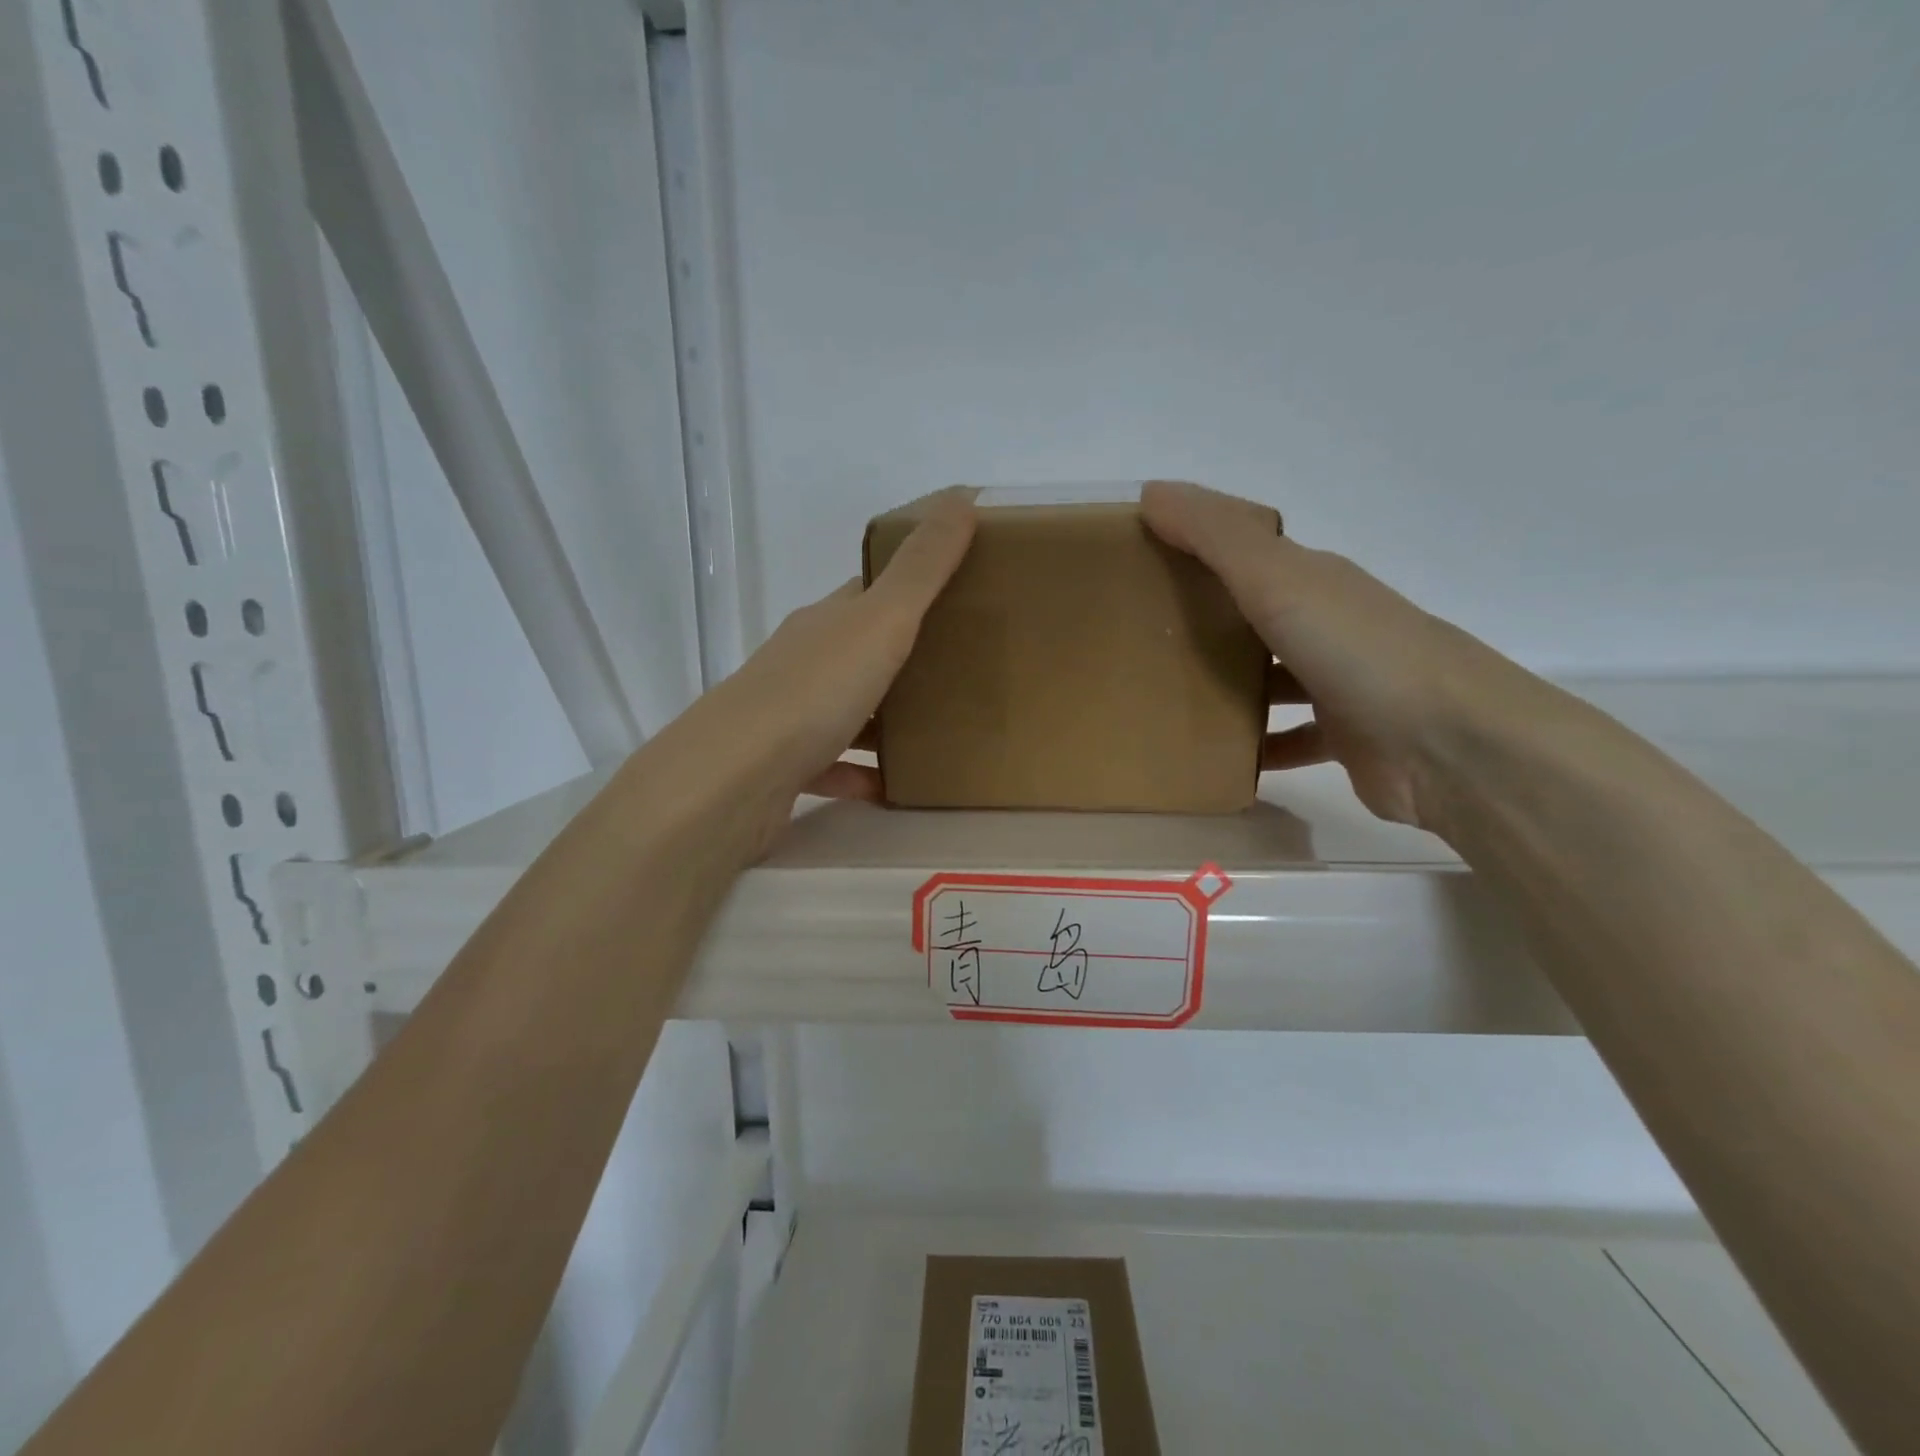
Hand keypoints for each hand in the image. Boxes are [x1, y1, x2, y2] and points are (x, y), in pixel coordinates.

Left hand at [722, 487, 976, 809]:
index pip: (870, 591)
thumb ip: (922, 568)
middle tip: (965, 670)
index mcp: (826, 622)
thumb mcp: (880, 621)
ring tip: (940, 732)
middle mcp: (804, 662)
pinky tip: (895, 787)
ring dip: (887, 721)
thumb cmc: (813, 692)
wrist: (730, 780)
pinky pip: (834, 767)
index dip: (911, 587)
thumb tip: (961, 496)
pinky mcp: (784, 770)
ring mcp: (790, 717)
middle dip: (908, 657)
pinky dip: (864, 775)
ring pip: (849, 711)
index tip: (959, 593)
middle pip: (861, 651)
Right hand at [1142, 480, 1546, 830]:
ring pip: (1270, 677)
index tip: (1137, 560)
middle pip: (1255, 614)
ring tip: (1165, 698)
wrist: (1452, 746)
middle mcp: (1329, 625)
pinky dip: (1256, 746)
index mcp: (1314, 579)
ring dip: (1227, 684)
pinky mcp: (1345, 739)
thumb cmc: (1360, 652)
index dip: (1195, 547)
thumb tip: (1153, 491)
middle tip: (1138, 635)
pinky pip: (1288, 739)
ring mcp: (1340, 684)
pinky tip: (1216, 757)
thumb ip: (1217, 537)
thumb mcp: (1279, 580)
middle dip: (1203, 620)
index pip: (1245, 550)